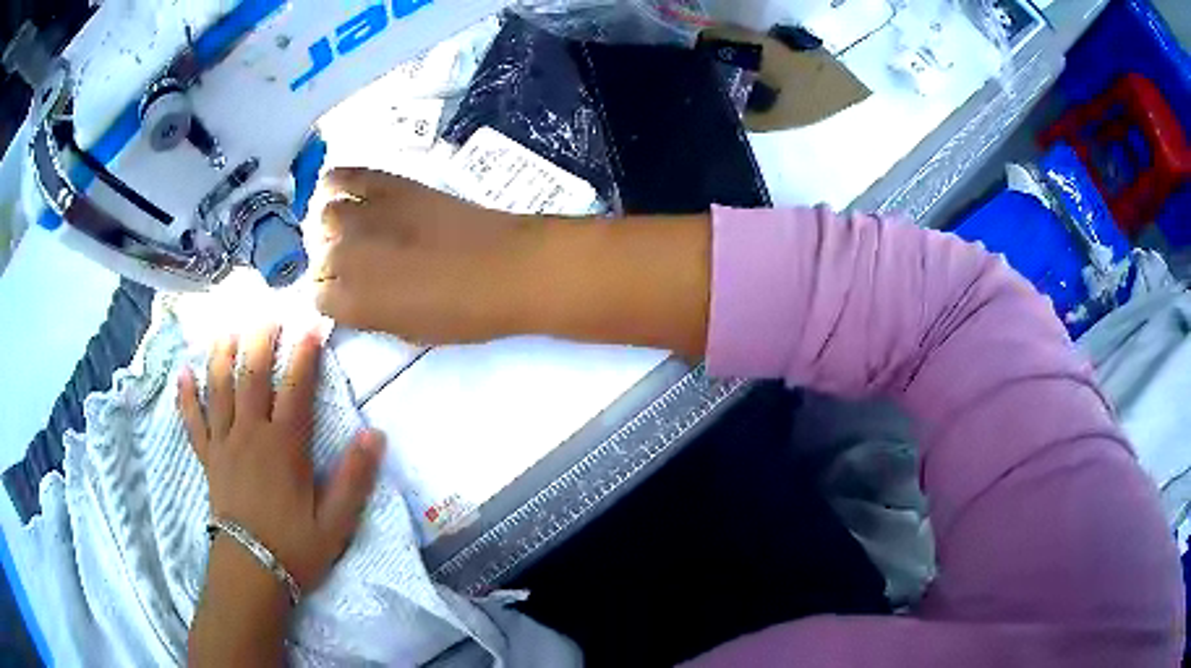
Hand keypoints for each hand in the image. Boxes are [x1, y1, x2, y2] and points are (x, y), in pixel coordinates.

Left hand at [177, 325, 383, 592]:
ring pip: (220, 388)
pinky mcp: (208, 458)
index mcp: (284, 447)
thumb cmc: (295, 548)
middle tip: (266, 311)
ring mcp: (224, 444)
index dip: (304, 354)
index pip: (295, 389)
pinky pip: (193, 421)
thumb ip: (354, 478)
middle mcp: (250, 434)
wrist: (251, 572)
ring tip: (227, 327)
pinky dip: (186, 396)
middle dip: (260, 340)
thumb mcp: (336, 522)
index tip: (311, 325)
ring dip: (222, 354)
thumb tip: (374, 434)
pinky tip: (183, 373)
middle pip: (252, 376)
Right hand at [314, 168, 538, 344]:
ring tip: (355, 231)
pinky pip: (342, 176)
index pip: (317, 296)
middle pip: (318, 256)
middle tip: (361, 264)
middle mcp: (345, 256)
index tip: (351, 293)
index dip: (335, 296)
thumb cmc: (463, 313)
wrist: (507, 267)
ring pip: (324, 216)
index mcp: (351, 302)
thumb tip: (352, 297)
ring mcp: (365, 214)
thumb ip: (368, 314)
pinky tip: (346, 193)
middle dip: (333, 264)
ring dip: (333, 226)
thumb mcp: (407, 332)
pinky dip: (336, 184)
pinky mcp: (388, 183)